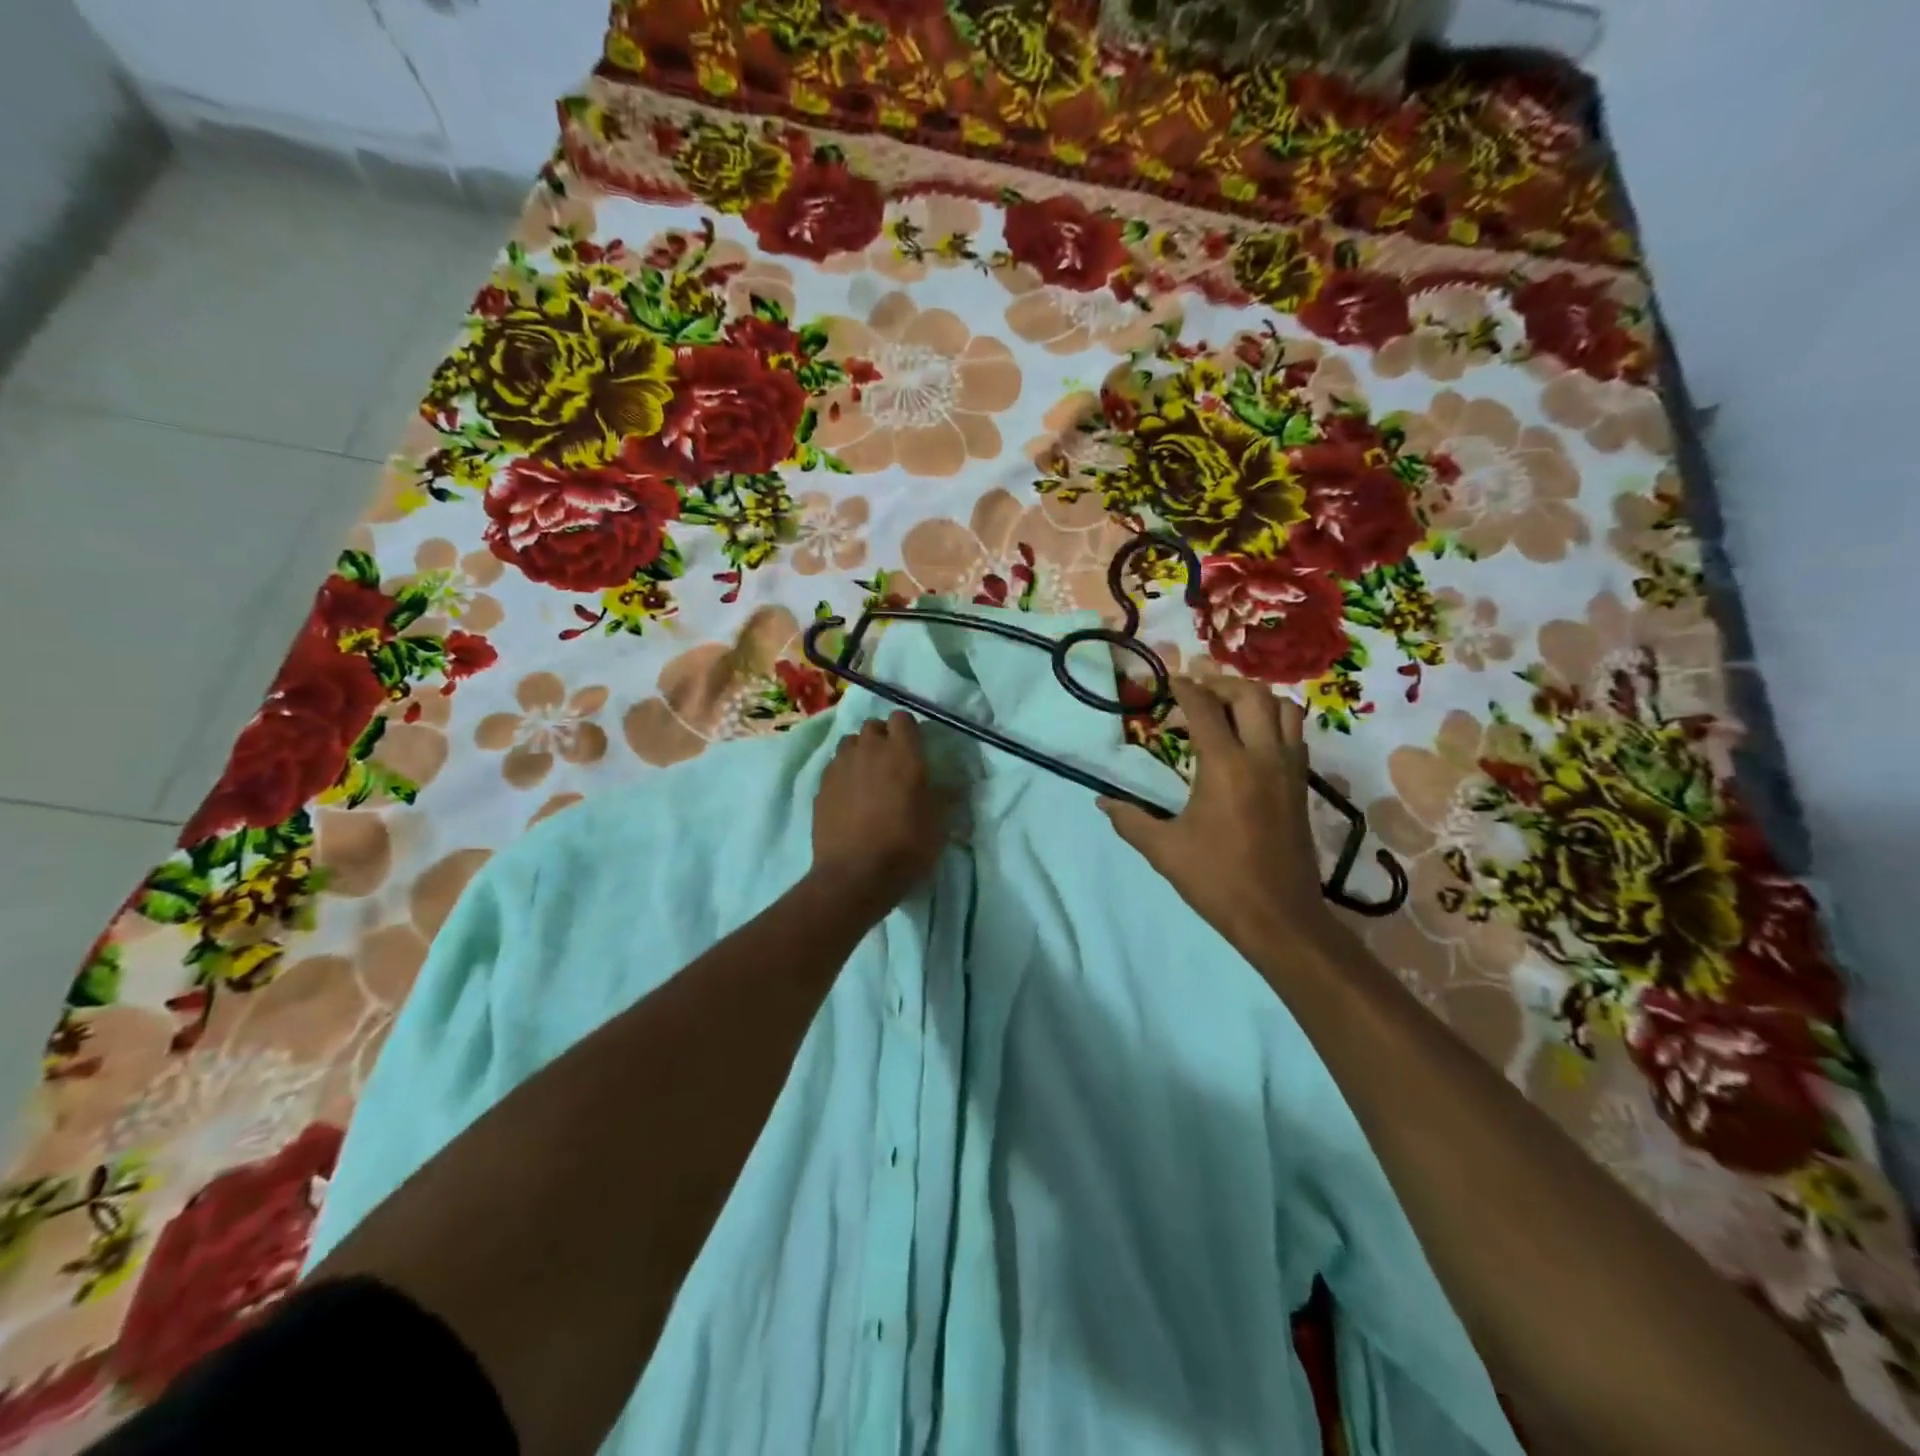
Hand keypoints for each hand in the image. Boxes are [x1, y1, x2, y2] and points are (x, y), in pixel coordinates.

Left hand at [811, 711, 949, 912]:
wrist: (855, 875)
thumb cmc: (906, 846)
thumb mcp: (939, 824)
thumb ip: (945, 797)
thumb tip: (955, 785)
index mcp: (902, 752)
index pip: (903, 718)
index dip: (909, 730)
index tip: (916, 748)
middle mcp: (869, 750)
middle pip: (873, 726)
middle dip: (883, 738)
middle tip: (892, 763)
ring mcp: (840, 766)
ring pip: (850, 743)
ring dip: (860, 752)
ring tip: (868, 777)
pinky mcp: (821, 786)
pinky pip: (834, 767)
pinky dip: (844, 774)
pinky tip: (850, 797)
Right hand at [1100, 676, 1342, 954]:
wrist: (1278, 916)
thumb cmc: (1217, 880)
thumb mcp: (1164, 850)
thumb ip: (1130, 820)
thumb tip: (1103, 801)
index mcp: (1226, 767)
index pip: (1205, 709)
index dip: (1185, 689)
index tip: (1169, 681)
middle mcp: (1263, 757)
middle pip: (1251, 695)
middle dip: (1221, 684)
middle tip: (1197, 692)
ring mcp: (1289, 770)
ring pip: (1284, 708)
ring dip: (1254, 698)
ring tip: (1228, 708)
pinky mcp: (1302, 786)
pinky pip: (1295, 734)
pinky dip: (1274, 720)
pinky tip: (1251, 739)